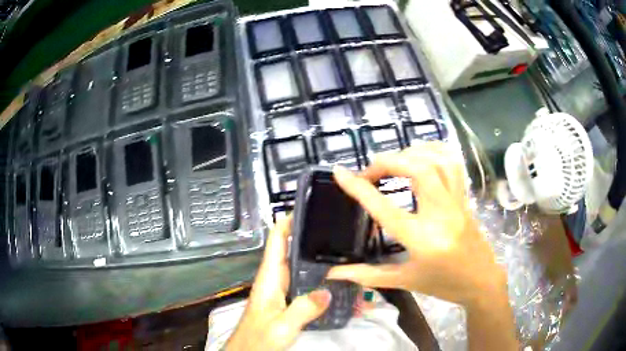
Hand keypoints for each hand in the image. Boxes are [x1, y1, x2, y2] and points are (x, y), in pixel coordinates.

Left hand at [226, 217, 330, 350]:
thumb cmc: (258, 339)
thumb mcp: (282, 327)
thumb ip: (303, 309)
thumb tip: (328, 292)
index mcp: (269, 279)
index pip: (276, 241)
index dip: (288, 222)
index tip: (306, 208)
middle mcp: (274, 280)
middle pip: (289, 250)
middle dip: (307, 235)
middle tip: (333, 227)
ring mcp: (280, 291)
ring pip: (297, 265)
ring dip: (313, 255)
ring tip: (337, 247)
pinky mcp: (286, 301)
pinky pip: (303, 282)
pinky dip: (315, 275)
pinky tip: (332, 278)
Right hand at [328, 143, 507, 307]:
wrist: (481, 281)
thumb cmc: (443, 285)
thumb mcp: (405, 281)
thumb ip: (367, 275)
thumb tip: (333, 273)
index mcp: (422, 239)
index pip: (385, 208)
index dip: (359, 188)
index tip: (340, 172)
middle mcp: (441, 214)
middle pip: (416, 169)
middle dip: (387, 162)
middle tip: (369, 172)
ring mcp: (457, 202)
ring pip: (437, 161)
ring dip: (410, 153)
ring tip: (392, 162)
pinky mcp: (464, 197)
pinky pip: (453, 163)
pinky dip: (434, 150)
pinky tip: (420, 154)